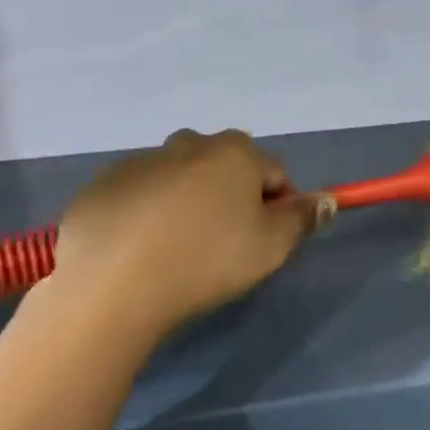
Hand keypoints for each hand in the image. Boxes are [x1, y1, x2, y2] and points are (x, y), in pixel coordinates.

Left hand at [50, 129, 320, 335]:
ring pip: (181, 178)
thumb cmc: (206, 261)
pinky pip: (141, 194)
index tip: (267, 240)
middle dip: (232, 196)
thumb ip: (302, 218)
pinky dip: (148, 212)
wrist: (112, 286)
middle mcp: (189, 144)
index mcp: (235, 153)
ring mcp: (141, 161)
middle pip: (226, 168)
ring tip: (178, 249)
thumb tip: (325, 200)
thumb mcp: (271, 246)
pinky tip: (141, 250)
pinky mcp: (103, 185)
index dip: (279, 206)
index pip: (274, 173)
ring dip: (189, 202)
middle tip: (224, 244)